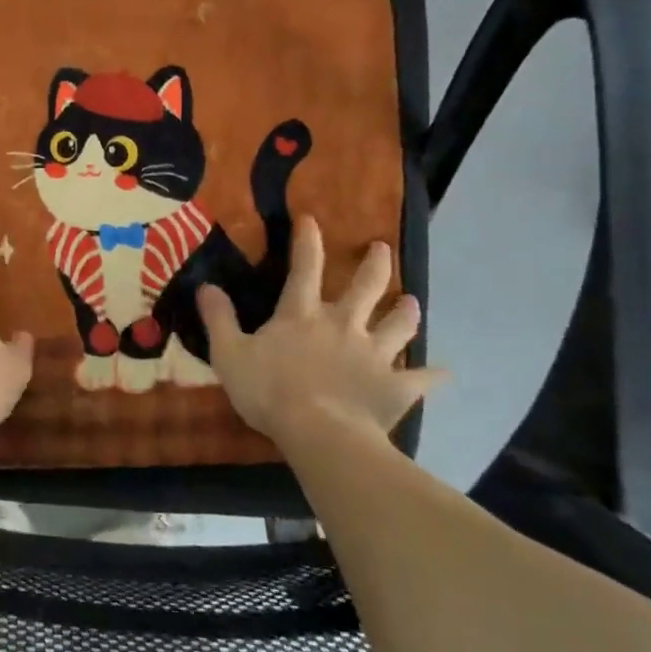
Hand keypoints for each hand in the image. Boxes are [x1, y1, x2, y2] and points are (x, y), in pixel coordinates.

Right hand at [197, 218, 444, 444]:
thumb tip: (205, 286)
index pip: (304, 267)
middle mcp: (342, 324)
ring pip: (398, 325)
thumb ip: (219, 319)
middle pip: (365, 287)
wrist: (320, 432)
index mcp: (302, 314)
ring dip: (406, 312)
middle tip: (382, 248)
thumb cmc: (269, 391)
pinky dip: (433, 375)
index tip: (312, 219)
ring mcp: (373, 354)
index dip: (307, 241)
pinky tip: (445, 373)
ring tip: (412, 302)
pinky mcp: (394, 386)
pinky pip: (420, 379)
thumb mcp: (229, 354)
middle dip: (375, 264)